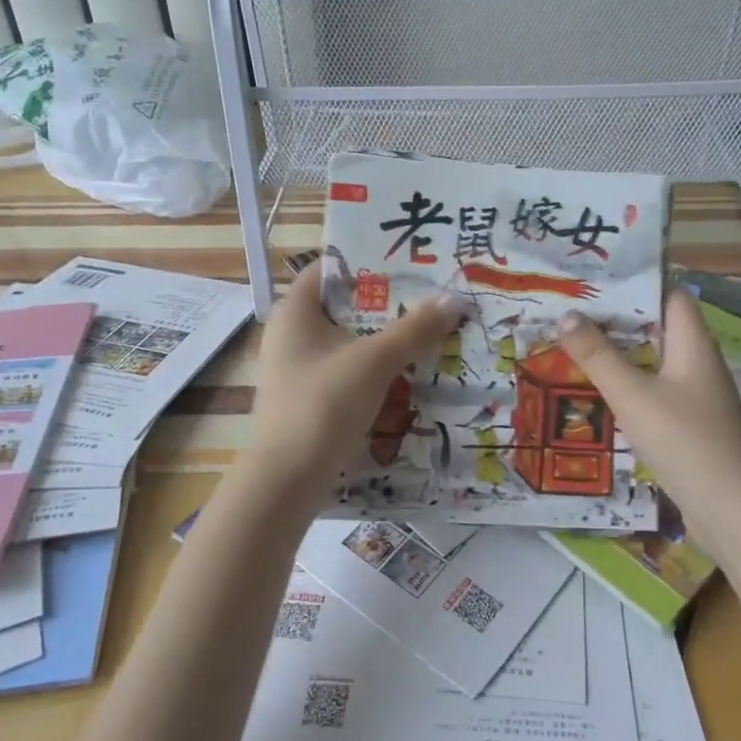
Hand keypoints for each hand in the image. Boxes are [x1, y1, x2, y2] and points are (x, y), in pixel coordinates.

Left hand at [244, 259, 466, 504]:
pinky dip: (374, 369)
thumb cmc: (324, 403)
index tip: (411, 261)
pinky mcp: (308, 398)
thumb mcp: (375, 361)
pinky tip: (408, 374)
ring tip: (429, 332)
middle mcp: (291, 334)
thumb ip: (415, 328)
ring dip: (385, 339)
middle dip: (388, 303)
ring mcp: (297, 369)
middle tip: (432, 296)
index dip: (370, 261)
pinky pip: (347, 371)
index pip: (332, 268)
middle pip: (345, 306)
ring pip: (349, 341)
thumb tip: (454, 299)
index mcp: (295, 311)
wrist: (287, 479)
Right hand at [556, 289, 740, 555]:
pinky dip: (628, 383)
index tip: (595, 278)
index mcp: (693, 343)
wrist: (733, 511)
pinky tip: (598, 390)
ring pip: (654, 360)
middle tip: (572, 310)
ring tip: (574, 343)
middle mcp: (698, 362)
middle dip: (617, 318)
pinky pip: (654, 390)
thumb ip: (598, 356)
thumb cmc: (685, 441)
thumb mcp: (633, 395)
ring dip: (619, 353)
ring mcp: (696, 395)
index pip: (670, 294)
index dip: (637, 281)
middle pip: (658, 326)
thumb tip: (566, 315)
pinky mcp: (689, 424)